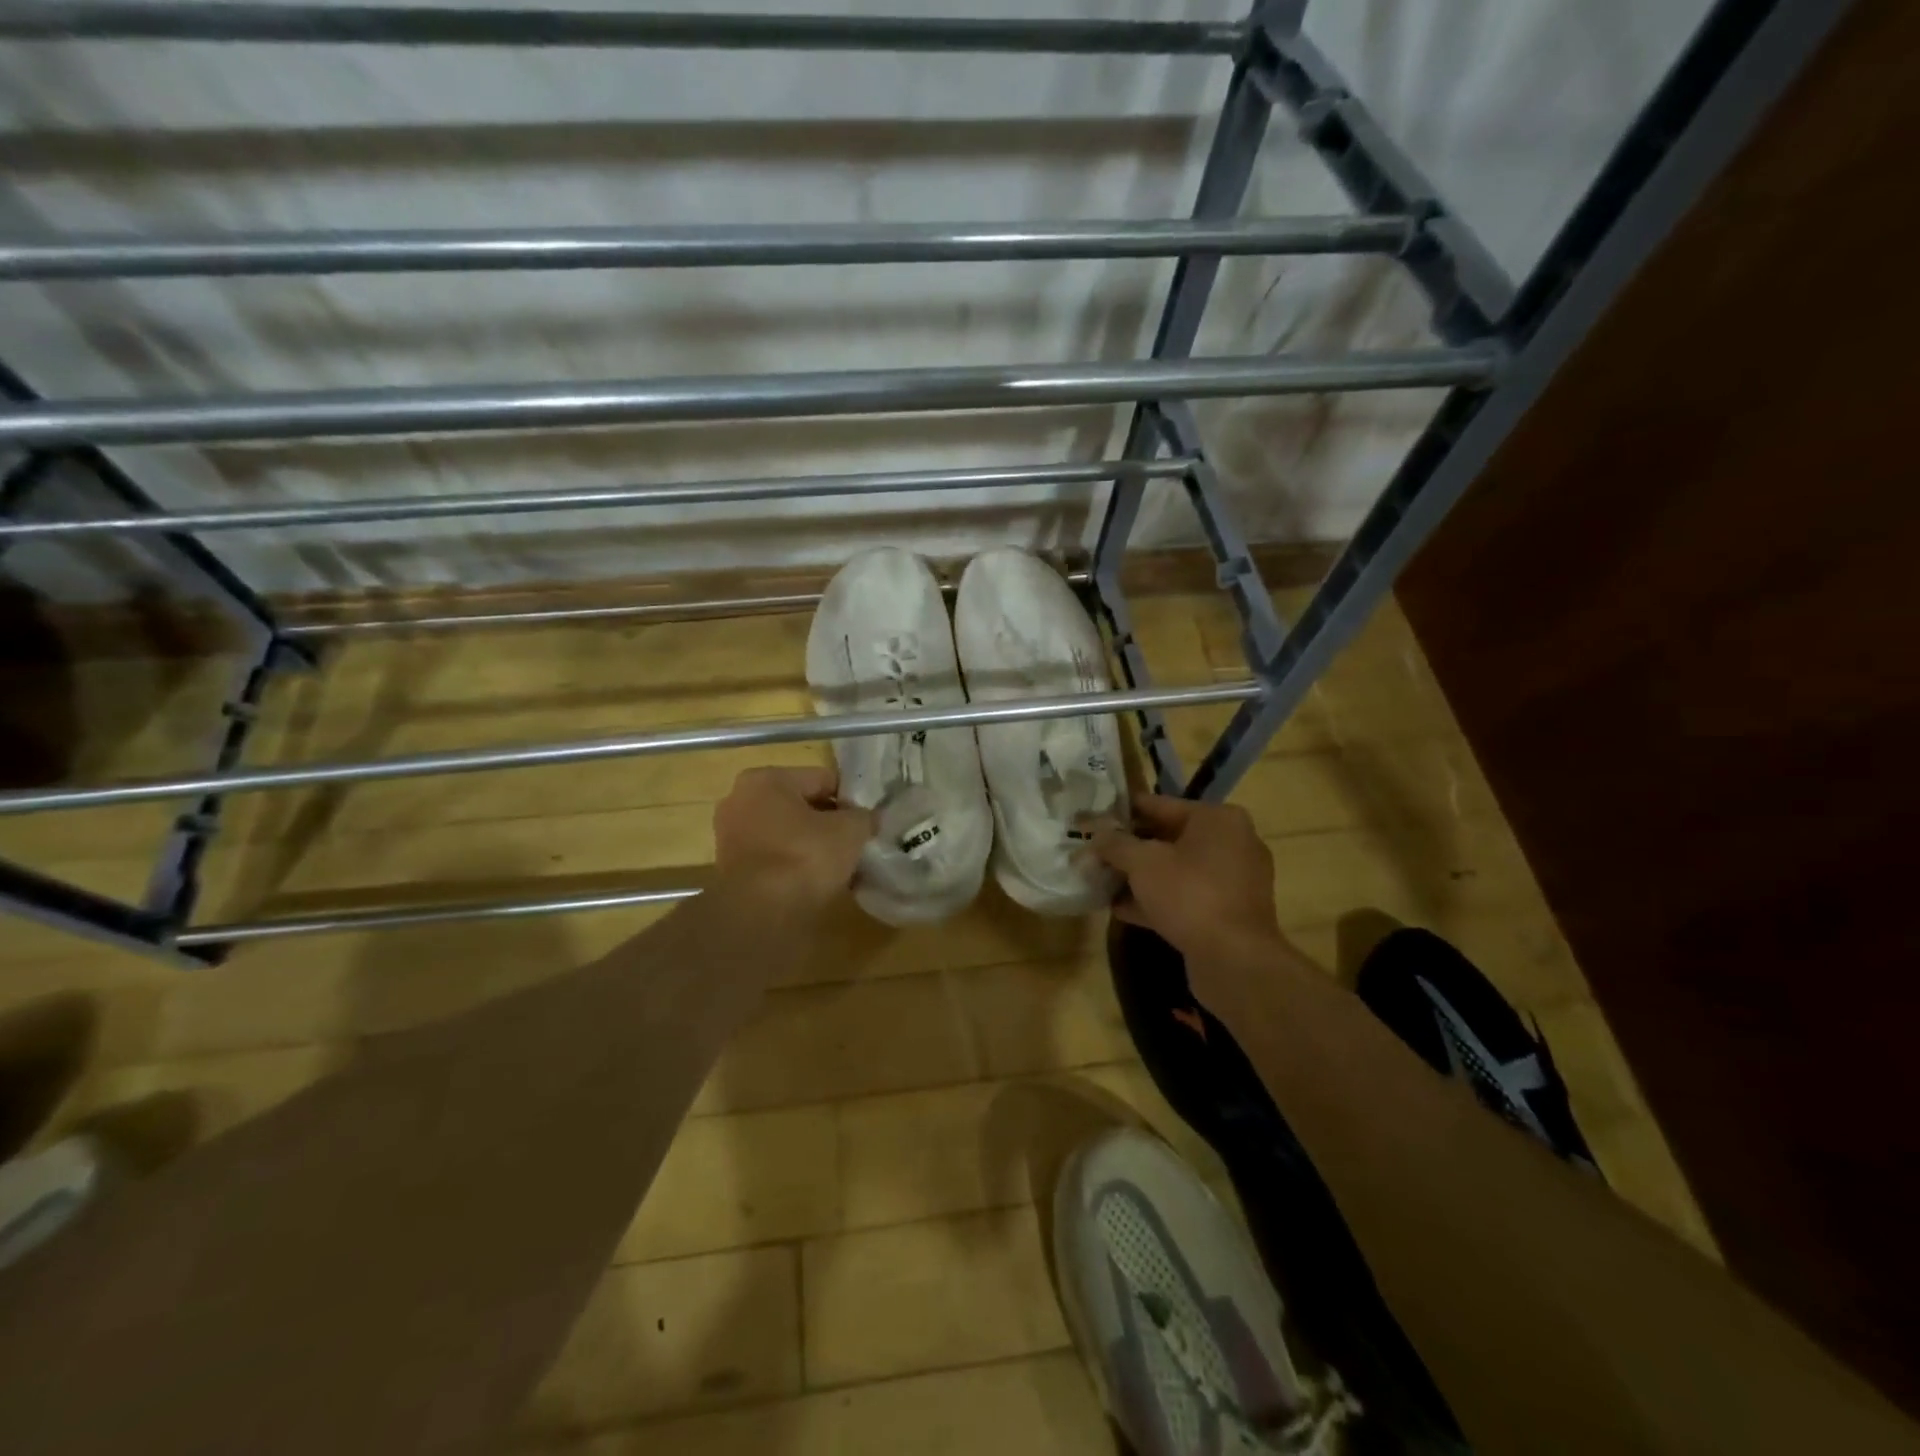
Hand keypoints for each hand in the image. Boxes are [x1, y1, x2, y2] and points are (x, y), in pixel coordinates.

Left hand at [713, 766, 874, 913]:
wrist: (760, 914)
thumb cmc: (805, 857)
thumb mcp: (849, 830)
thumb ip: (863, 817)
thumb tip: (867, 818)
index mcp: (766, 779)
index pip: (822, 779)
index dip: (850, 800)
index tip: (867, 822)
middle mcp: (740, 800)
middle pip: (801, 806)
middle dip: (828, 824)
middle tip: (855, 844)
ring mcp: (730, 835)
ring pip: (787, 833)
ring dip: (812, 846)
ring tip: (839, 868)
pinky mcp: (730, 868)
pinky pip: (774, 857)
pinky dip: (794, 865)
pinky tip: (816, 883)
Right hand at [1093, 795, 1282, 968]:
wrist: (1234, 960)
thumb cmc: (1189, 895)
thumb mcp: (1142, 862)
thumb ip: (1114, 844)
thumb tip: (1095, 835)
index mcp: (1217, 819)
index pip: (1159, 804)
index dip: (1122, 812)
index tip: (1093, 818)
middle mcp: (1232, 843)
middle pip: (1168, 838)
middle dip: (1129, 848)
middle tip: (1094, 852)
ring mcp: (1233, 880)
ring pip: (1176, 870)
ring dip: (1140, 876)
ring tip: (1102, 880)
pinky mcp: (1228, 912)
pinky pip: (1185, 896)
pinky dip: (1157, 899)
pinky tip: (1121, 908)